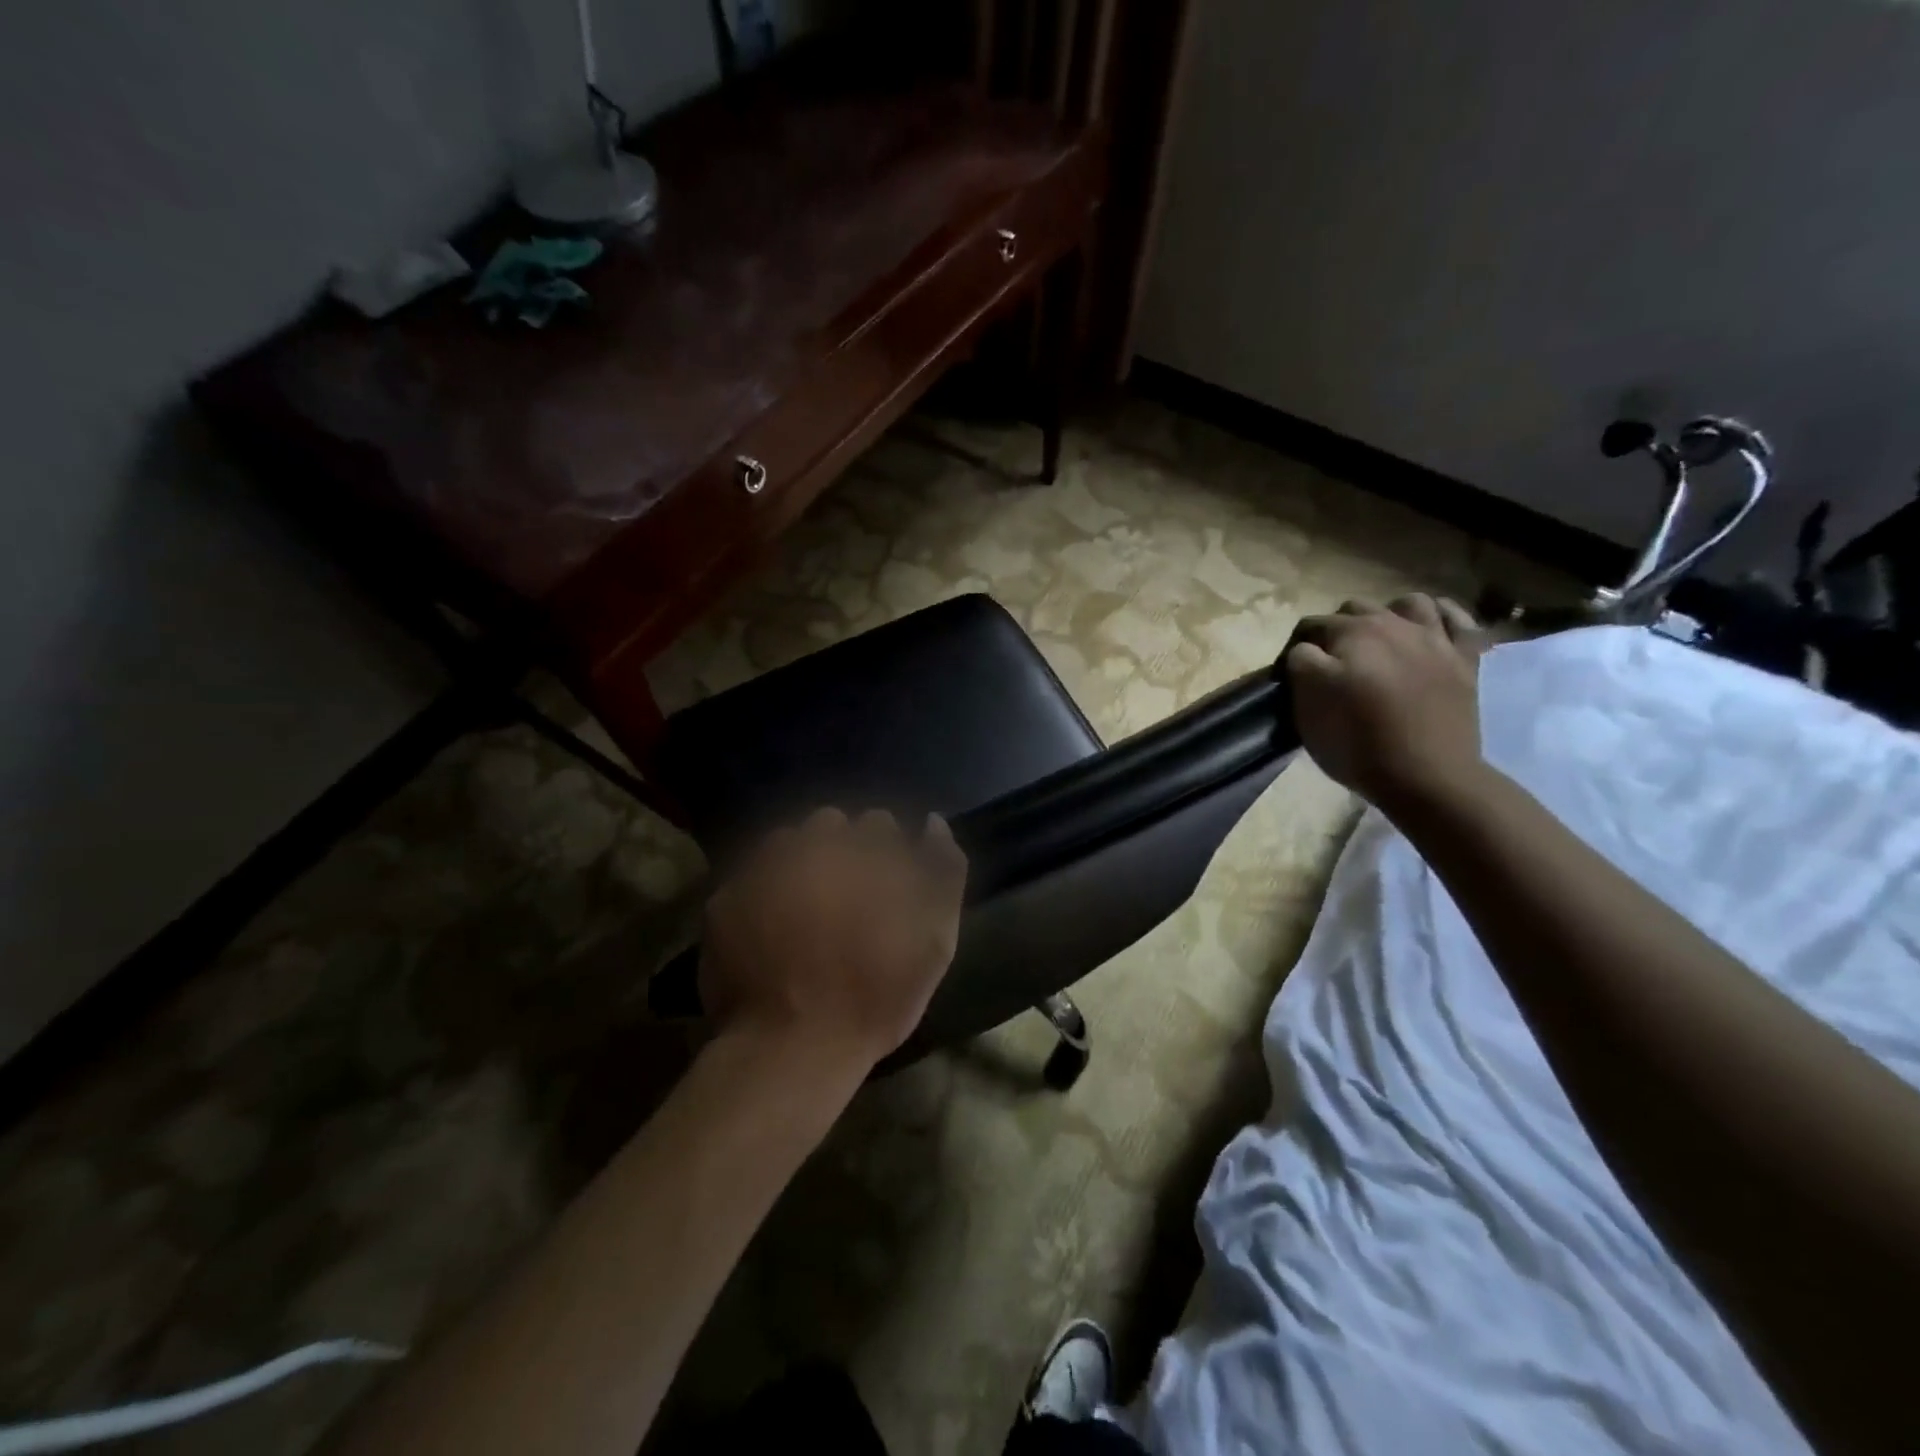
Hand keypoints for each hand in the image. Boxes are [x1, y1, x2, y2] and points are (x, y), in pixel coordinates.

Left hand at [698, 808, 967, 1073]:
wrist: (792, 1046)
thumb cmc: (877, 997)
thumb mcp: (935, 940)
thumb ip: (944, 872)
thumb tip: (932, 822)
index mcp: (867, 852)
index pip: (880, 824)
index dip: (885, 854)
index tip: (884, 886)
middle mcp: (813, 844)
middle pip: (831, 824)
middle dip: (841, 849)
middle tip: (844, 897)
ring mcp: (763, 867)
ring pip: (787, 842)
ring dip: (799, 863)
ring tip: (803, 908)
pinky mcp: (724, 895)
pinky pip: (750, 876)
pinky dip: (762, 893)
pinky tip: (768, 928)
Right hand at [1286, 594, 1486, 812]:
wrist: (1426, 775)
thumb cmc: (1357, 741)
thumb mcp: (1307, 704)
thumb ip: (1301, 664)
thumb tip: (1306, 651)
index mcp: (1350, 633)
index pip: (1310, 627)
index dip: (1295, 650)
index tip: (1292, 678)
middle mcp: (1392, 623)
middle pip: (1354, 610)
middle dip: (1337, 630)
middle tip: (1331, 666)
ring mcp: (1434, 639)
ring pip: (1409, 603)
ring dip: (1389, 615)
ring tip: (1380, 641)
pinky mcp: (1465, 660)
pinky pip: (1459, 621)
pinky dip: (1443, 617)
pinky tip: (1430, 629)